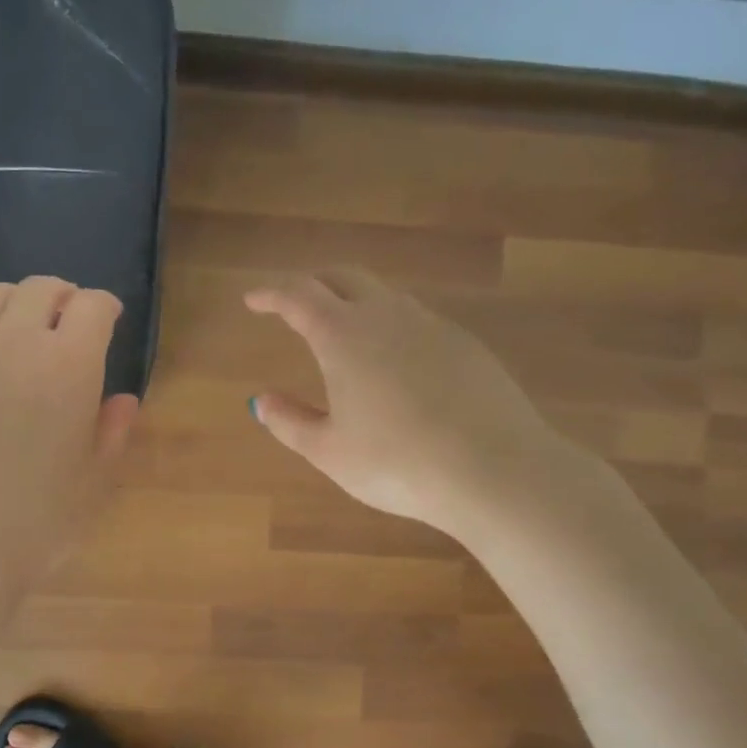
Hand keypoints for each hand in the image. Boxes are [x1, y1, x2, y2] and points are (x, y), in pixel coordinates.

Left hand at [0, 277, 138, 593]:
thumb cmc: (35, 522)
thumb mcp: (93, 482)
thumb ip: (112, 431)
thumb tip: (123, 400)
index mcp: (69, 365)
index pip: (92, 307)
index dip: (103, 307)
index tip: (107, 319)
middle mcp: (15, 340)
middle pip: (42, 288)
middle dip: (61, 297)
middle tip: (65, 319)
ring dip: (14, 301)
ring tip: (18, 325)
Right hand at [245, 268, 572, 533]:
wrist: (494, 470)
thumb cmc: (396, 464)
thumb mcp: (329, 451)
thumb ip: (289, 422)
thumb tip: (261, 402)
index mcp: (343, 335)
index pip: (298, 296)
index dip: (270, 294)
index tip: (252, 300)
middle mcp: (387, 316)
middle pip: (344, 277)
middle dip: (313, 283)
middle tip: (293, 303)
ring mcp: (432, 326)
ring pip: (385, 295)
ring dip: (355, 300)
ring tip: (342, 329)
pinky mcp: (466, 345)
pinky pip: (417, 320)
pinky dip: (391, 324)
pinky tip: (394, 360)